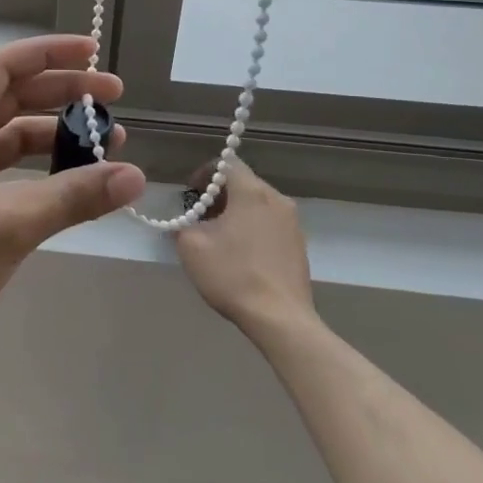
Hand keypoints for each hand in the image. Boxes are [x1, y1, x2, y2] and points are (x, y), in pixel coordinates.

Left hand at [0, 35, 147, 361]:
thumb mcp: (12, 222)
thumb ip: (75, 195)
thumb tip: (134, 176)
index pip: (4, 65)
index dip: (50, 52)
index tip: (93, 52)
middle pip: (11, 94)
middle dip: (62, 92)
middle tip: (113, 98)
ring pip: (9, 132)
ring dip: (54, 133)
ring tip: (105, 143)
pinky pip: (3, 164)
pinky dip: (37, 166)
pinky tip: (72, 178)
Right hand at [173, 160, 315, 343]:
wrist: (280, 319)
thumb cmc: (233, 275)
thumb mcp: (191, 247)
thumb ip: (182, 225)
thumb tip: (185, 223)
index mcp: (252, 192)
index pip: (227, 163)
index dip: (204, 173)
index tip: (191, 195)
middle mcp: (277, 199)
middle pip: (243, 182)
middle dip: (219, 194)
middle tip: (200, 218)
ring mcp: (293, 222)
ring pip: (258, 203)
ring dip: (236, 211)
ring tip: (220, 237)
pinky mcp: (299, 244)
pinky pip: (270, 223)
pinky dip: (253, 227)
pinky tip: (241, 254)